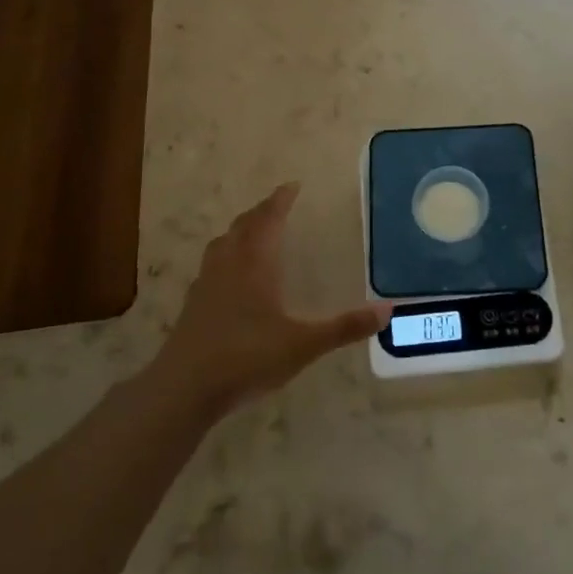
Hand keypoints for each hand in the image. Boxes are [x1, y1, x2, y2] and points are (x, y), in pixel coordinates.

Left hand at [153, 183, 390, 415]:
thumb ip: (344, 327)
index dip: (281, 200)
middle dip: (261, 211)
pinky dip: (224, 255)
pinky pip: (211, 264)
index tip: (292, 185)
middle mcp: (229, 264)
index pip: (269, 219)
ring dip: (240, 229)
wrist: (184, 388)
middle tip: (277, 205)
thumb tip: (388, 310)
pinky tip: (229, 275)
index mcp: (255, 263)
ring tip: (252, 231)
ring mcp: (206, 283)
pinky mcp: (192, 304)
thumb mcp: (303, 345)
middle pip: (244, 225)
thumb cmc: (246, 357)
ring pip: (223, 242)